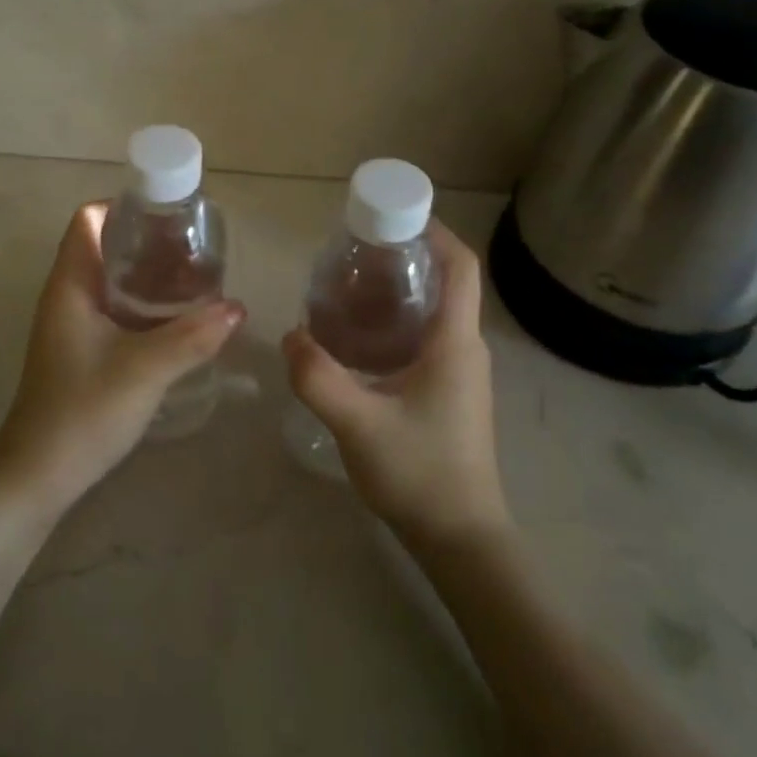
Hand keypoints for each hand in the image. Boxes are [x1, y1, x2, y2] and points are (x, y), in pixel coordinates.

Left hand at [0, 202, 244, 519]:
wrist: (38, 476)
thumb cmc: (83, 411)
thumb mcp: (145, 370)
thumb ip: (193, 336)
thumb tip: (238, 308)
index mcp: (71, 284)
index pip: (89, 220)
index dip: (125, 206)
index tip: (169, 215)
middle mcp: (67, 295)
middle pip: (104, 245)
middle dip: (147, 241)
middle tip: (194, 248)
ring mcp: (72, 324)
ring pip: (112, 280)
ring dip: (148, 275)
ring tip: (195, 278)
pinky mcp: (81, 350)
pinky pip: (114, 309)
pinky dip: (143, 304)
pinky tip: (177, 320)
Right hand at [282, 220, 506, 544]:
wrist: (461, 540)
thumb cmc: (419, 473)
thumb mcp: (358, 423)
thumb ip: (317, 377)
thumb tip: (290, 335)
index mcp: (455, 343)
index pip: (461, 267)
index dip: (436, 232)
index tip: (394, 216)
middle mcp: (466, 349)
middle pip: (446, 283)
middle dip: (406, 258)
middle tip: (355, 253)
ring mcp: (462, 374)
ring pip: (435, 313)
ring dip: (400, 292)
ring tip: (349, 288)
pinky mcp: (451, 394)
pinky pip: (428, 339)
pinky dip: (398, 323)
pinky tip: (359, 339)